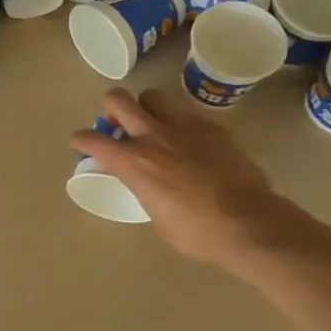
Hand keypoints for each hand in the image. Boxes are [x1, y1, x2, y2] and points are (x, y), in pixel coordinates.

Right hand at [71, 88, 296, 269]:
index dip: (82, 139)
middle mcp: (153, 136)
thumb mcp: (157, 217)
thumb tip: (147, 184)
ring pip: (153, 97)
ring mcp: (184, 127)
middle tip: (119, 125)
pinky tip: (190, 142)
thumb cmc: (198, 233)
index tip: (80, 141)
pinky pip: (187, 115)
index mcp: (134, 162)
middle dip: (112, 108)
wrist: (250, 224)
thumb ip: (145, 191)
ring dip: (147, 108)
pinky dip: (180, 124)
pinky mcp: (212, 128)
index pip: (94, 140)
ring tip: (153, 126)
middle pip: (119, 100)